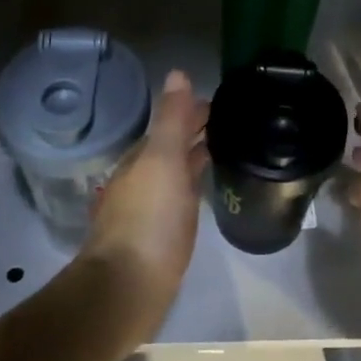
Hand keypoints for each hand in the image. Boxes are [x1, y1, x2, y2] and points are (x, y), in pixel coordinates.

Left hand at [80, 70, 208, 340]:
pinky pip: (181, 198)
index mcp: (142, 158)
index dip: (194, 111)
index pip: (171, 124)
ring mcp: (151, 209)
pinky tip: (207, 191)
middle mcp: (142, 179)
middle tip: (232, 122)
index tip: (224, 103)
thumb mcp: (162, 159)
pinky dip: (194, 185)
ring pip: (176, 172)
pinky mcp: (161, 236)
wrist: (128, 287)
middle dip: (196, 132)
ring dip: (195, 158)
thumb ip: (172, 118)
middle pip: (172, 147)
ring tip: (227, 149)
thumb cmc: (149, 218)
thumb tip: (178, 73)